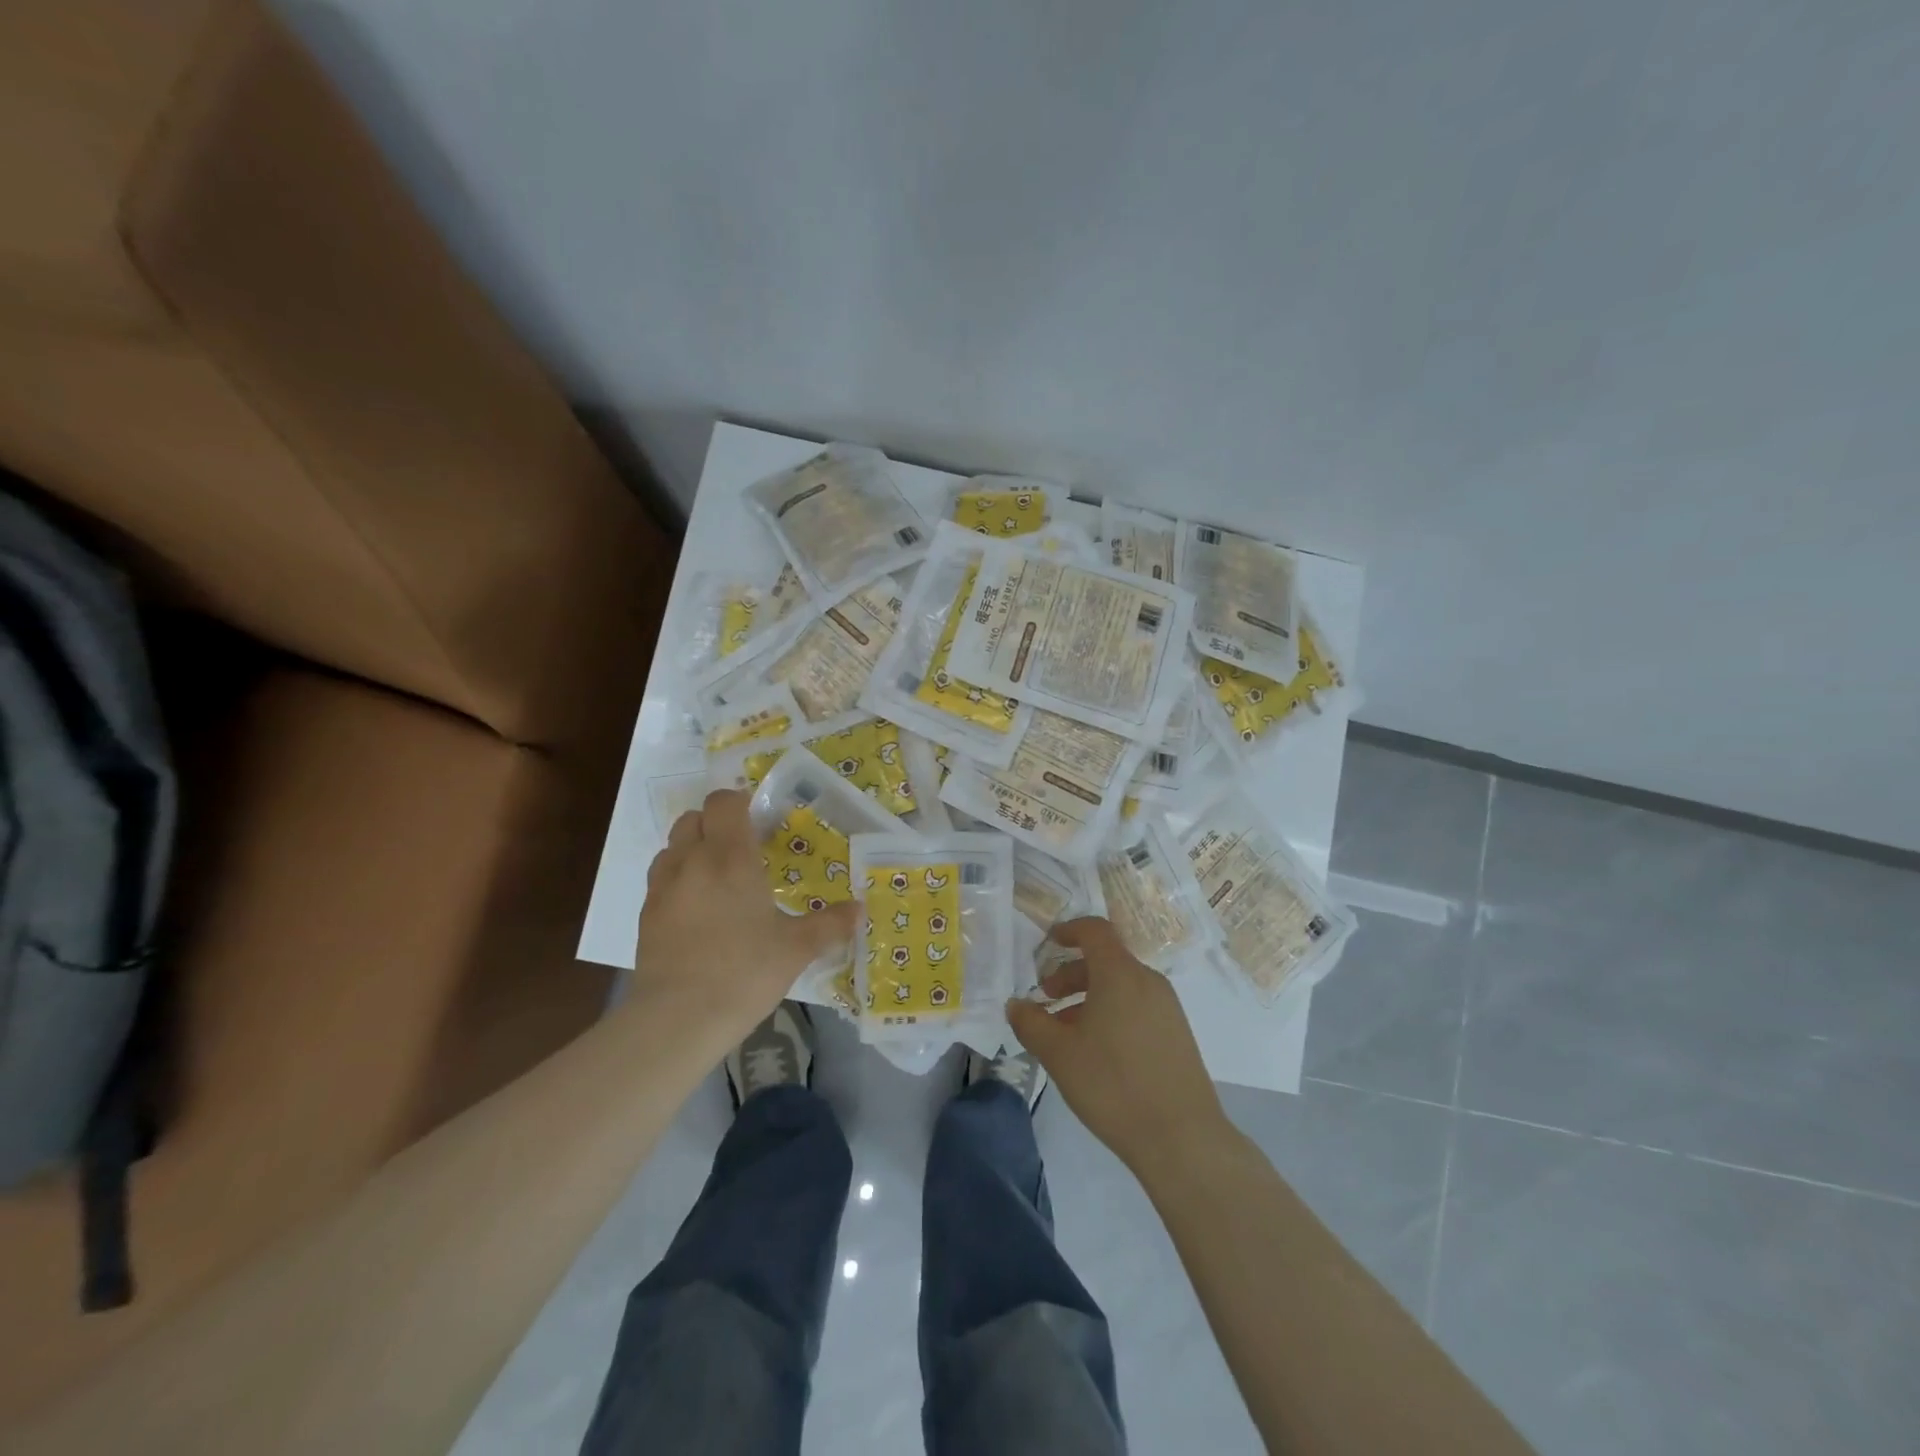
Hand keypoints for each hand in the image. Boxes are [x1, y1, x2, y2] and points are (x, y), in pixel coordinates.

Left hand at [638, 790, 856, 1029]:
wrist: (678, 1019)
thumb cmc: (744, 972)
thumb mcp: (796, 949)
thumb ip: (830, 925)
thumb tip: (860, 910)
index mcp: (731, 858)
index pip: (723, 802)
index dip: (739, 802)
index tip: (760, 822)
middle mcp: (692, 861)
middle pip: (693, 818)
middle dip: (716, 824)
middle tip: (742, 850)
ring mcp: (663, 888)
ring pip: (673, 846)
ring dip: (694, 849)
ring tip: (718, 878)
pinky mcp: (646, 915)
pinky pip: (662, 879)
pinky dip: (679, 880)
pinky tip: (699, 912)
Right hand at [1006, 917, 1227, 1176]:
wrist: (1182, 1138)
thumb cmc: (1113, 1085)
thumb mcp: (1059, 1054)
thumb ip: (1031, 1023)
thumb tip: (1015, 1004)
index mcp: (1120, 974)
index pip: (1095, 930)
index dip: (1069, 930)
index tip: (1047, 943)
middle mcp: (1148, 981)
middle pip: (1105, 960)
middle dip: (1071, 974)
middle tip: (1046, 999)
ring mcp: (1167, 1008)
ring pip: (1121, 986)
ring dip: (1089, 998)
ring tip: (1065, 1032)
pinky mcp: (1178, 1034)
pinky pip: (1137, 1007)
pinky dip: (1111, 1013)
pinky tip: (1096, 1051)